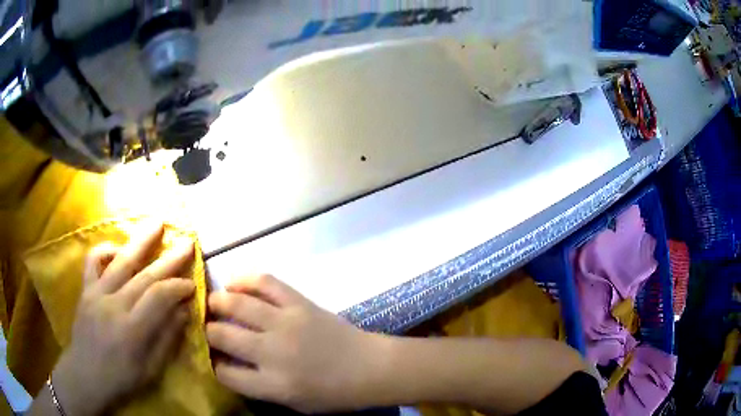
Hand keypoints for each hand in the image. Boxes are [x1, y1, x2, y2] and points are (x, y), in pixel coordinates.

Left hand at [52, 223, 195, 415]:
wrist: (85, 375)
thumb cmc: (121, 379)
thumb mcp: (151, 369)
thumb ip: (166, 338)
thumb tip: (183, 311)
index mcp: (132, 330)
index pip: (159, 297)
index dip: (178, 287)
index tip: (192, 284)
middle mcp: (114, 305)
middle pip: (144, 275)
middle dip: (168, 259)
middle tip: (187, 242)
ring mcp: (97, 293)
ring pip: (120, 261)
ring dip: (140, 241)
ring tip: (156, 223)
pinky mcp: (85, 289)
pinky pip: (93, 261)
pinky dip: (106, 250)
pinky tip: (118, 249)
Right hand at [206, 275, 380, 412]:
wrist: (370, 368)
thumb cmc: (333, 393)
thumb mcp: (293, 403)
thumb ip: (258, 387)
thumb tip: (228, 364)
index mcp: (272, 385)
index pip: (225, 373)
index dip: (213, 365)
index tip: (213, 359)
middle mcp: (272, 353)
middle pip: (221, 335)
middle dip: (208, 332)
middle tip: (209, 329)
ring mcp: (285, 323)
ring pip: (236, 304)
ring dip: (217, 302)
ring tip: (213, 304)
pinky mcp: (299, 303)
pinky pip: (265, 282)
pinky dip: (244, 279)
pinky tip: (234, 283)